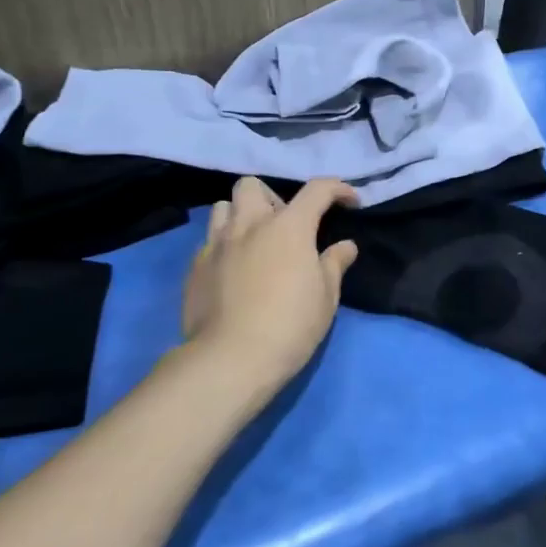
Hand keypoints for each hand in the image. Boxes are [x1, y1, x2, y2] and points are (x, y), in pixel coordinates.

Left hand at [179, 177, 358, 396]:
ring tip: (254, 242)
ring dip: (241, 216)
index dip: (338, 189)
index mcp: (289, 226)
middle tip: (285, 225)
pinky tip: (234, 271)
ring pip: (223, 208)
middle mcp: (249, 225)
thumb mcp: (326, 297)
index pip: (317, 189)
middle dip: (271, 197)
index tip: (350, 202)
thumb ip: (335, 264)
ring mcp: (217, 244)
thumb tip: (345, 246)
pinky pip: (209, 242)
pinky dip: (224, 246)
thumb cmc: (290, 325)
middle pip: (252, 186)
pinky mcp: (195, 268)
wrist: (230, 360)